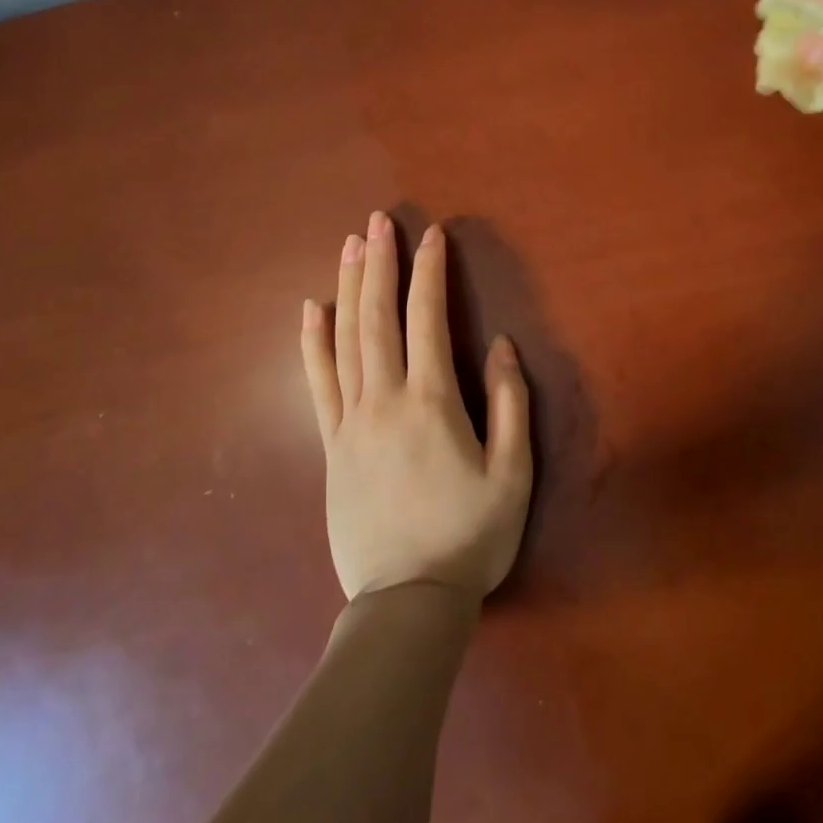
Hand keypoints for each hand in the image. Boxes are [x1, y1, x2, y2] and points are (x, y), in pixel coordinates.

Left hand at [300, 213, 532, 601]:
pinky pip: (317, 384)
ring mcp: (350, 421)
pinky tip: (310, 310)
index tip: (432, 235)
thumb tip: (499, 345)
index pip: (427, 320)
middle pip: (377, 318)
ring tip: (349, 246)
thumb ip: (509, 404)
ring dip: (348, 288)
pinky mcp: (331, 445)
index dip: (430, 273)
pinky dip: (312, 343)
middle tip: (377, 221)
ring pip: (344, 340)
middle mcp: (384, 400)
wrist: (407, 602)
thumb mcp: (512, 474)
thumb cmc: (470, 536)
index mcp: (432, 402)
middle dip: (380, 264)